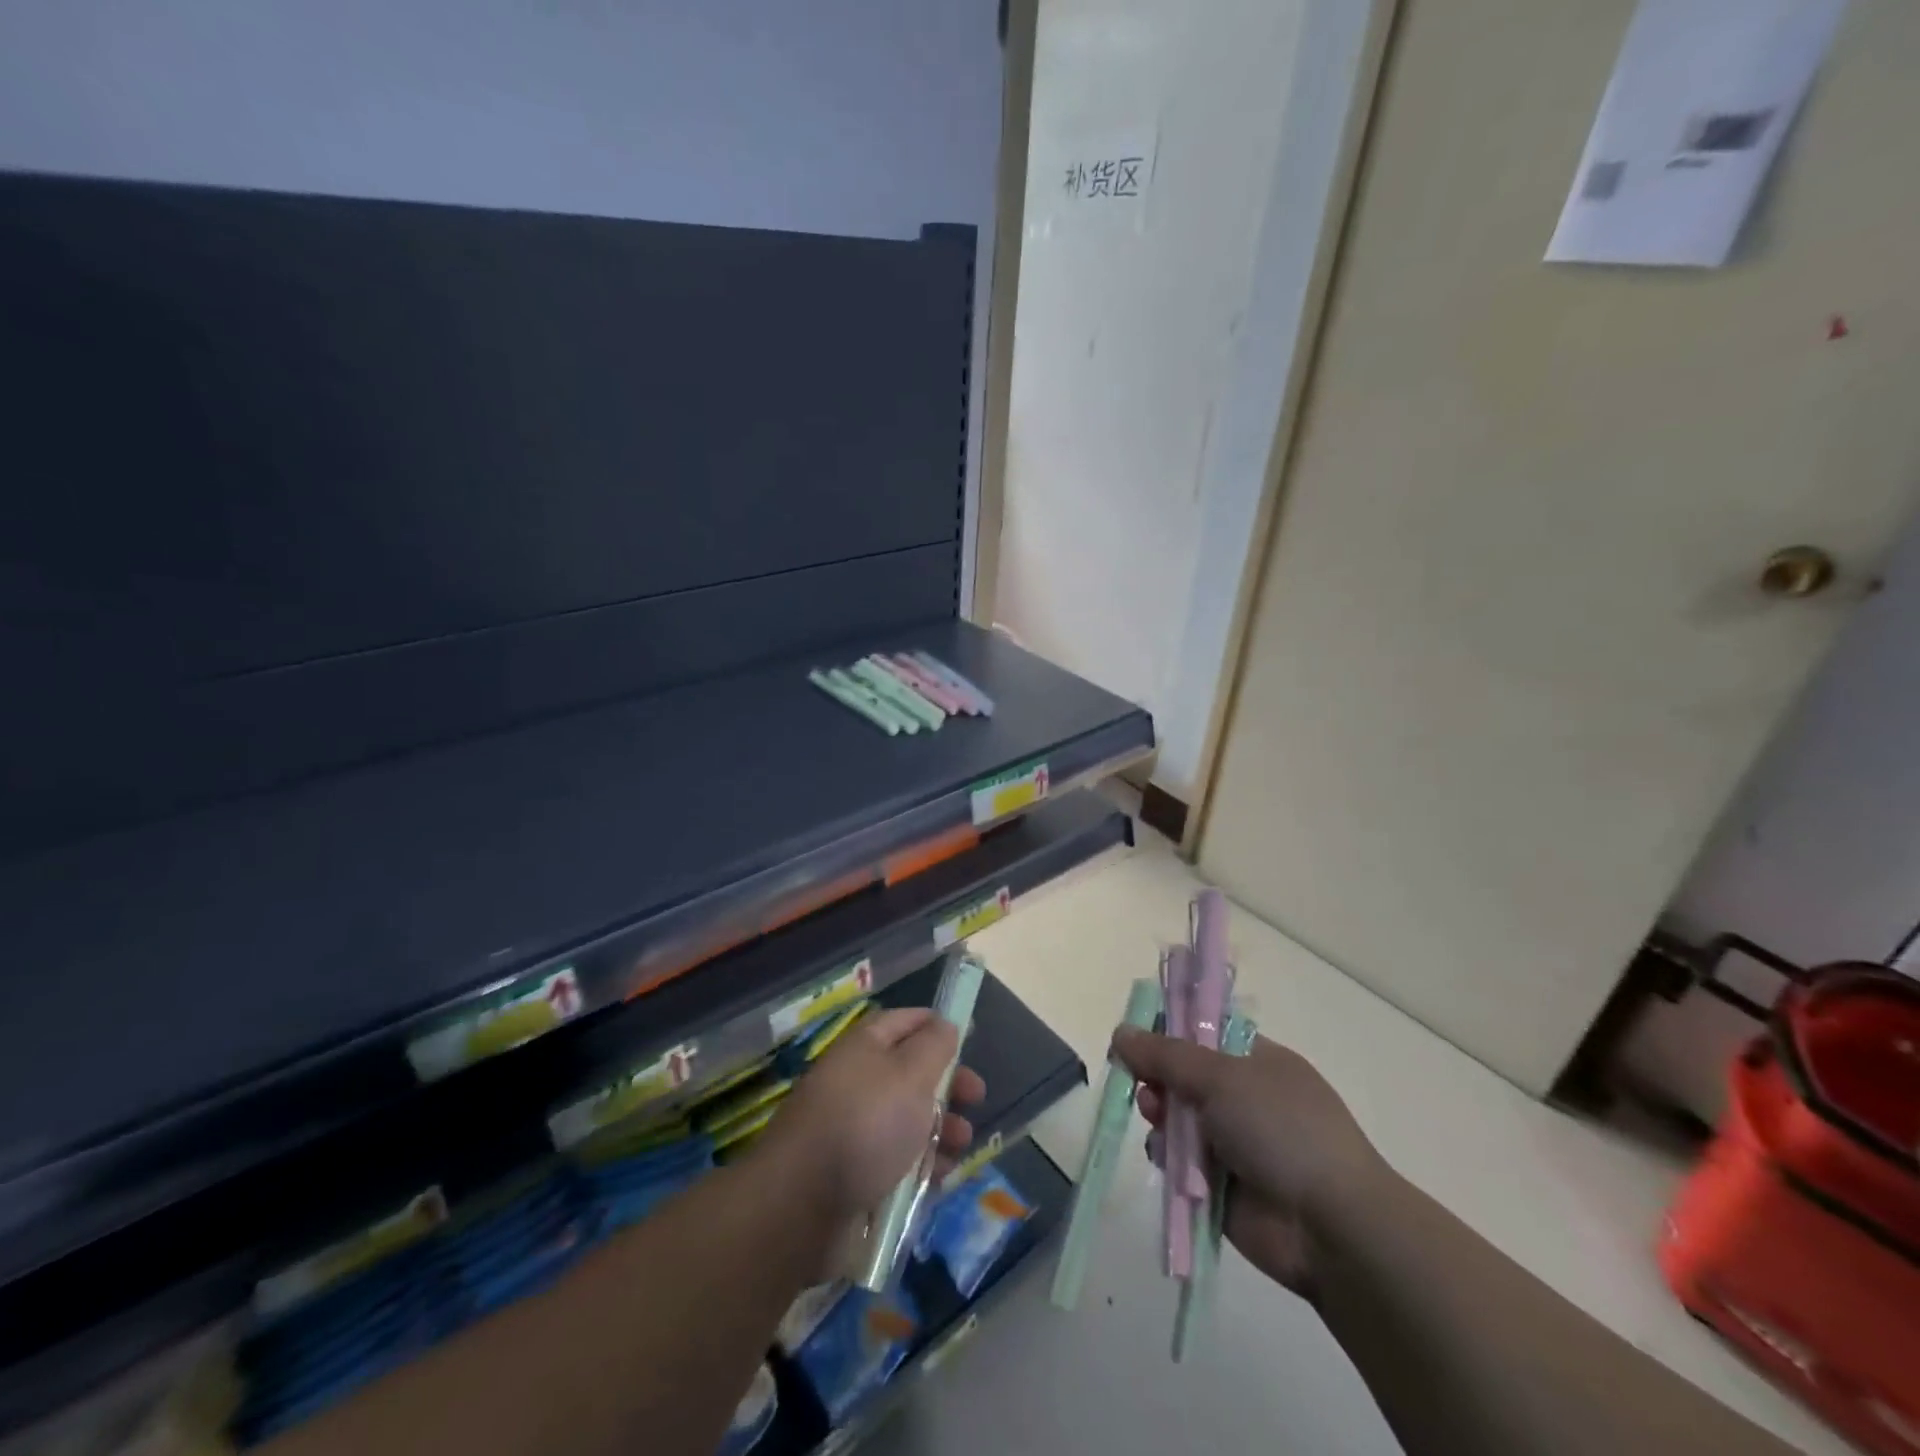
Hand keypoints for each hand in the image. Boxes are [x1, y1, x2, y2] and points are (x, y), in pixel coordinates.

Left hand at [760, 1008, 984, 1221]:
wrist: (801, 1204)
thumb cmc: (866, 1125)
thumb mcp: (910, 1074)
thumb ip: (934, 1046)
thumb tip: (944, 1024)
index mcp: (865, 1047)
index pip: (903, 1021)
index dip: (935, 1025)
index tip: (967, 1037)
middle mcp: (857, 1081)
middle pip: (910, 1072)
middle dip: (947, 1084)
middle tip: (976, 1098)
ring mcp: (853, 1129)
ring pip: (907, 1119)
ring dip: (941, 1129)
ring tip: (961, 1146)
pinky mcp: (853, 1173)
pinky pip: (896, 1161)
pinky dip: (920, 1166)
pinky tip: (938, 1179)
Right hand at [1113, 1027, 1384, 1298]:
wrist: (1331, 1227)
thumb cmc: (1282, 1130)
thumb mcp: (1221, 1077)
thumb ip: (1166, 1054)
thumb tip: (1121, 1032)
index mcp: (1258, 1061)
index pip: (1204, 1033)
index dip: (1169, 1033)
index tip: (1135, 1038)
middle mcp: (1245, 1098)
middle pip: (1184, 1077)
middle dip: (1158, 1078)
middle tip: (1144, 1086)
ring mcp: (1235, 1143)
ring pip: (1178, 1119)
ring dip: (1161, 1117)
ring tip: (1155, 1120)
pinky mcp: (1221, 1186)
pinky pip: (1180, 1162)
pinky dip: (1168, 1158)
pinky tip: (1167, 1159)